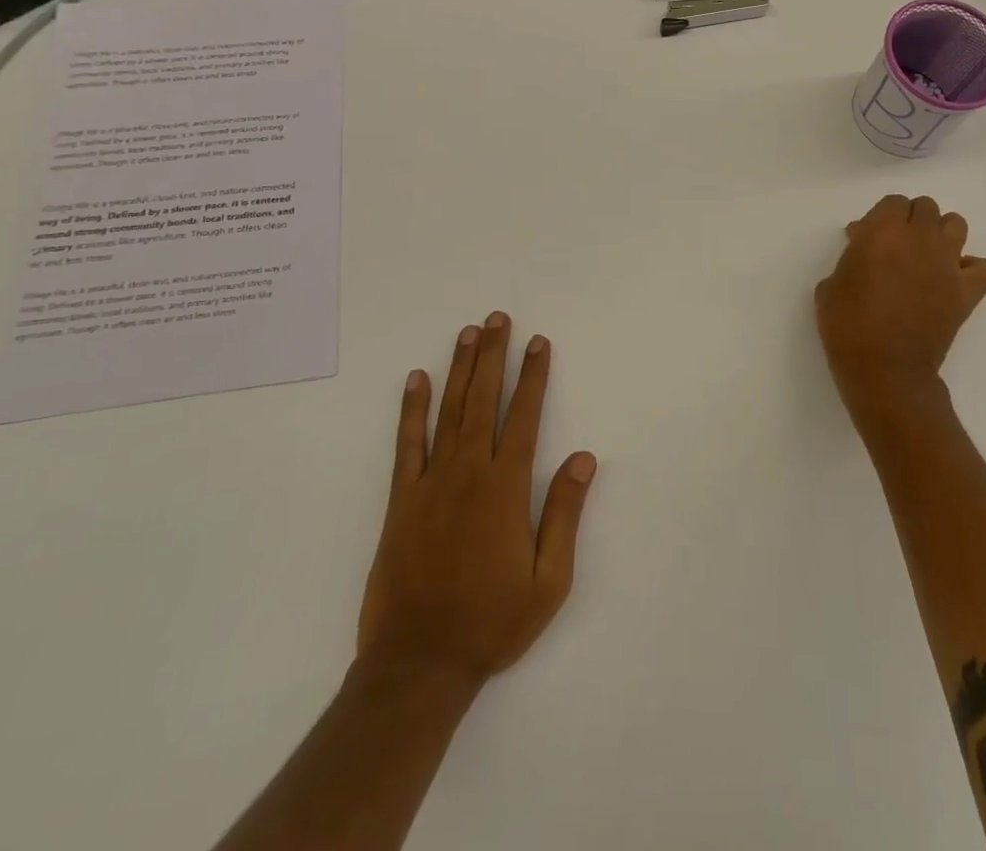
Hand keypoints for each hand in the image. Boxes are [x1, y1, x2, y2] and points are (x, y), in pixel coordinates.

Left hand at [357, 313, 596, 693]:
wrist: (418, 665)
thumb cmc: (492, 623)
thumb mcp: (549, 581)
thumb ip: (565, 514)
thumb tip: (583, 457)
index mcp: (506, 488)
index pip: (525, 416)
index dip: (533, 376)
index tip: (538, 342)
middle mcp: (469, 473)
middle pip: (484, 400)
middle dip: (494, 356)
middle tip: (498, 319)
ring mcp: (431, 483)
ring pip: (449, 411)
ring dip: (460, 369)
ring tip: (468, 333)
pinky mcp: (401, 500)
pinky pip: (407, 444)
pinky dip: (411, 409)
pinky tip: (416, 379)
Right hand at [814, 195, 985, 428]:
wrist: (884, 370)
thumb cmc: (848, 326)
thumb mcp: (831, 285)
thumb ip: (850, 257)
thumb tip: (864, 246)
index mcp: (882, 232)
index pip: (893, 202)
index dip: (881, 216)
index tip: (868, 237)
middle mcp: (919, 239)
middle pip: (926, 207)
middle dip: (910, 220)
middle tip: (896, 245)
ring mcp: (948, 264)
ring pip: (956, 224)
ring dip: (941, 234)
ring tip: (926, 255)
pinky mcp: (966, 291)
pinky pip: (984, 267)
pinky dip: (971, 268)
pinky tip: (954, 279)